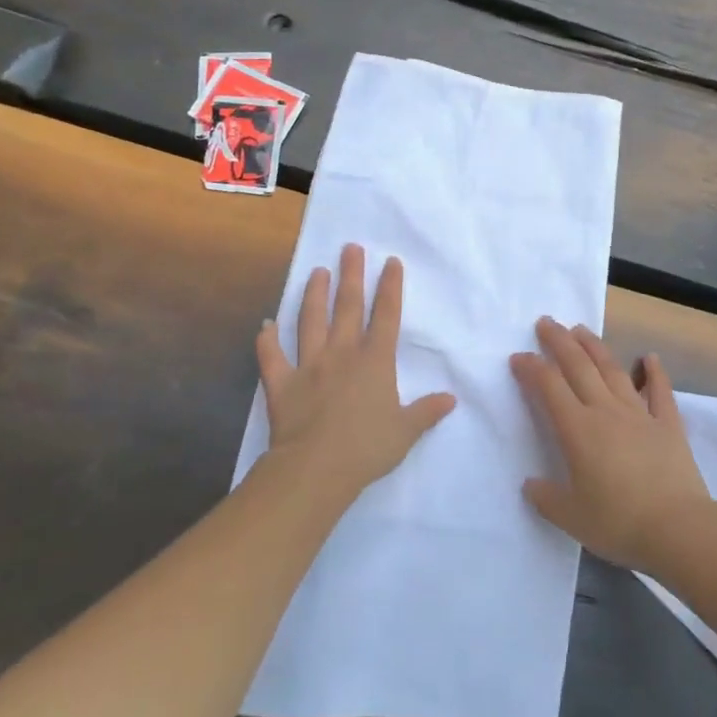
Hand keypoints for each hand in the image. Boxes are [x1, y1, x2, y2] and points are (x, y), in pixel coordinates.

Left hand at [256, 245, 455, 500]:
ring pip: (311, 322)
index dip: (390, 286)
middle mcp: (342, 353)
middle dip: (351, 275)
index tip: (390, 261)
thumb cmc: (367, 448)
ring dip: (314, 295)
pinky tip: (265, 325)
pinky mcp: (281, 383)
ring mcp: (309, 365)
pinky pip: (272, 357)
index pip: (386, 315)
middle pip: (348, 307)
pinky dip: (267, 341)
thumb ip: (426, 411)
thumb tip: (451, 399)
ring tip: (317, 272)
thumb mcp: (405, 431)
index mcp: (375, 361)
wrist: (316, 468)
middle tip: (350, 248)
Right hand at [511, 318, 712, 573]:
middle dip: (559, 342)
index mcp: (578, 430)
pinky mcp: (668, 424)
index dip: (532, 369)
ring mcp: (640, 413)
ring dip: (595, 347)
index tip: (518, 357)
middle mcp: (606, 411)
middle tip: (546, 322)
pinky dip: (655, 372)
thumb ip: (546, 498)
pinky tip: (649, 357)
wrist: (678, 528)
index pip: (549, 388)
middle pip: (579, 367)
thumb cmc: (619, 523)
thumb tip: (530, 484)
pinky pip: (660, 391)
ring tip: (581, 329)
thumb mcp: (571, 518)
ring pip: (613, 370)